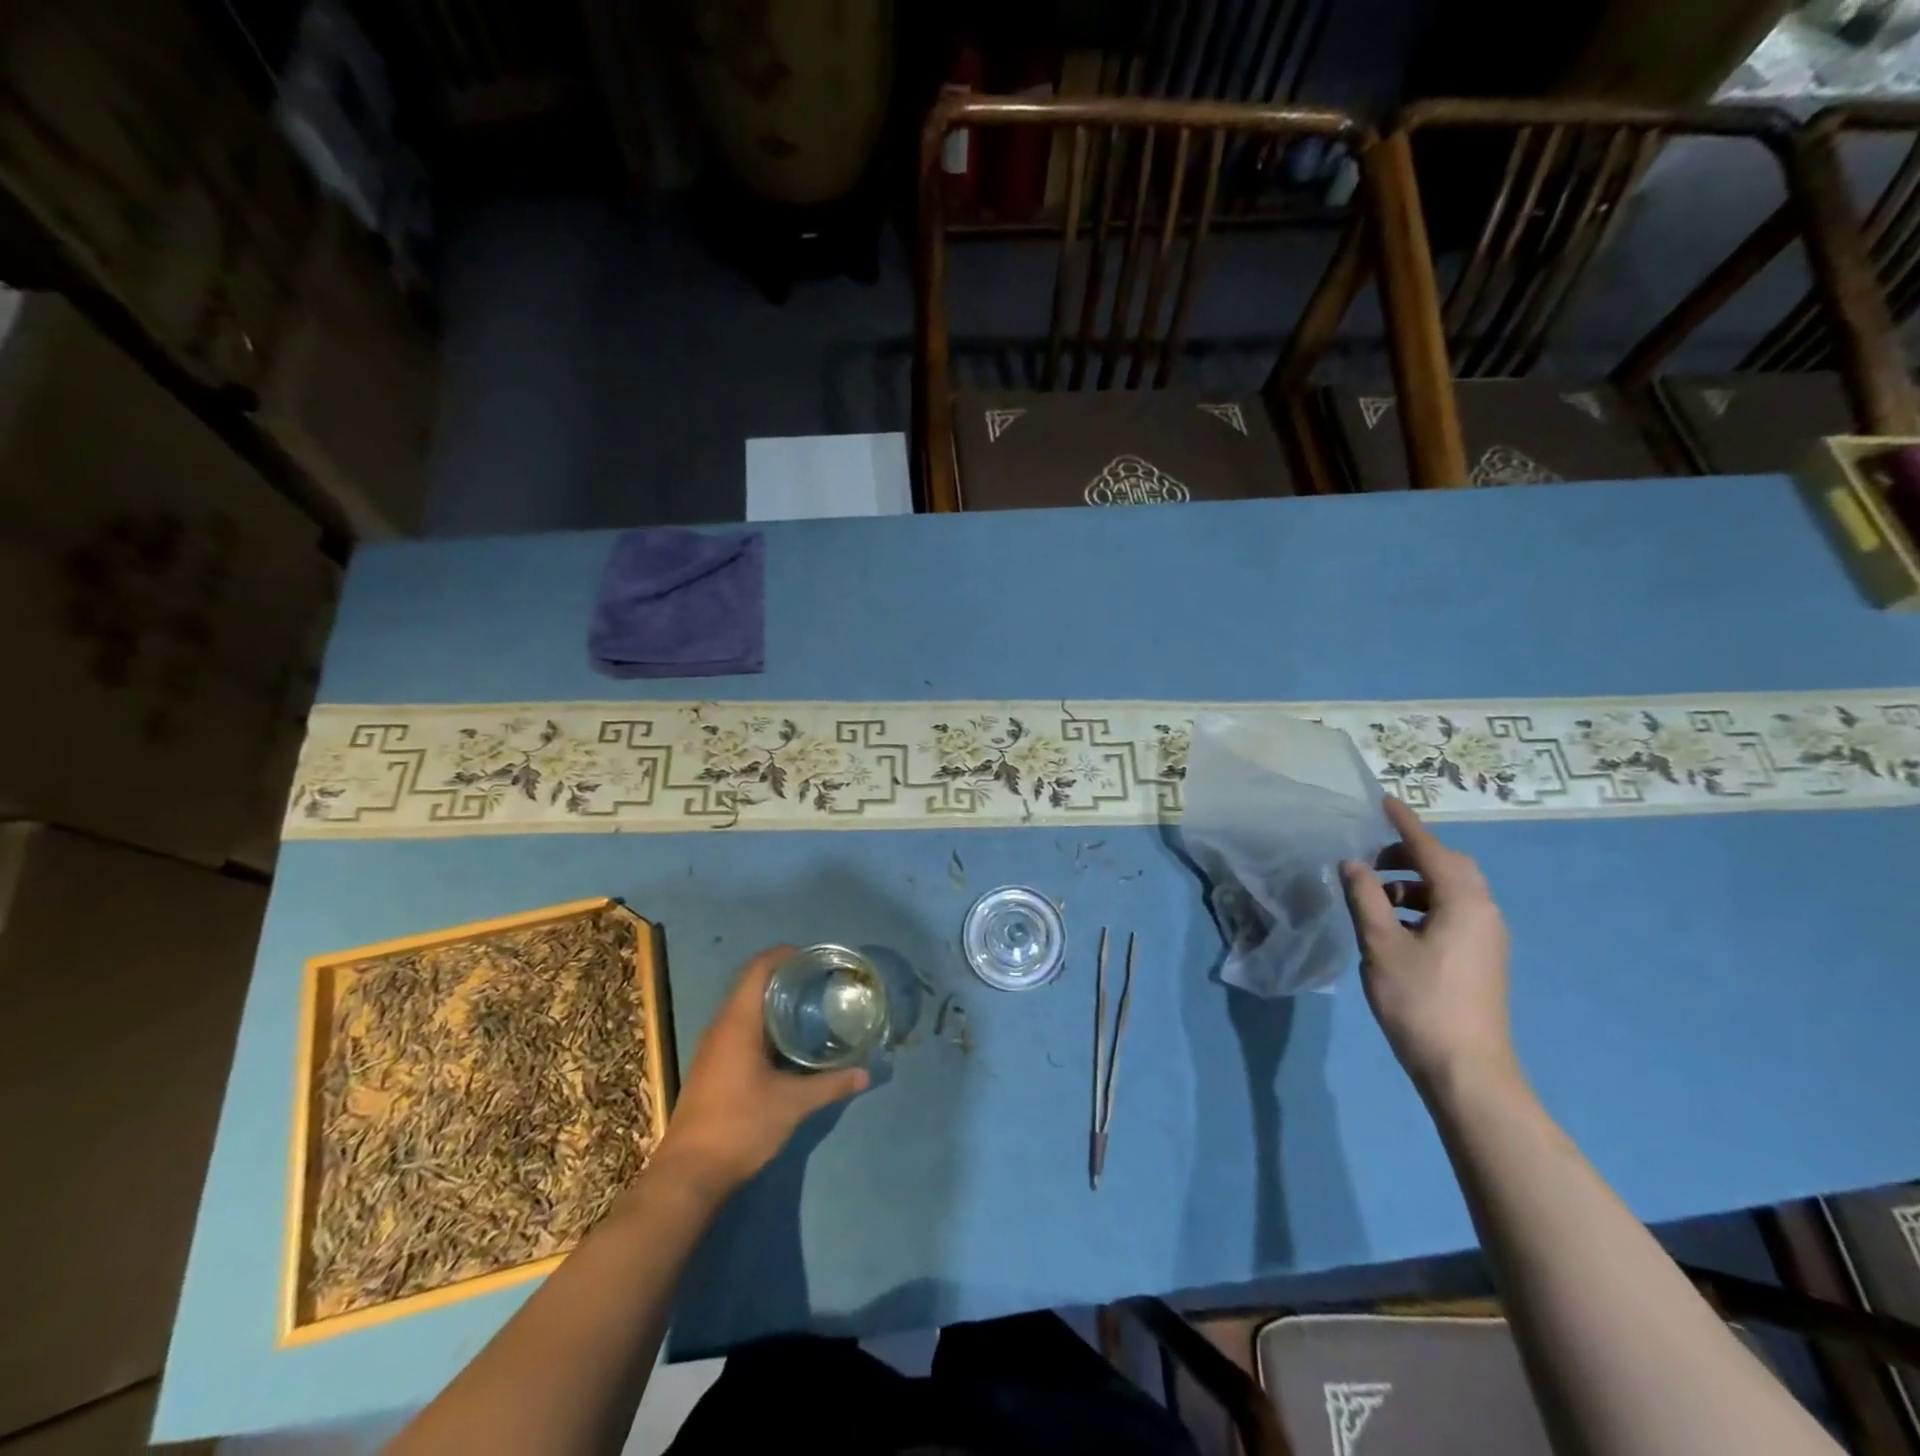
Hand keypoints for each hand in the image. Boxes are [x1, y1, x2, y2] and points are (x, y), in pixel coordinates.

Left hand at [652, 946, 868, 1197]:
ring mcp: (713, 1048)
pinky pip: (739, 1028)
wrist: (688, 1175)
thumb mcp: (792, 1105)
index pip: (757, 969)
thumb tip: (865, 1073)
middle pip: (751, 984)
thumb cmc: (740, 1126)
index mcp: (737, 1023)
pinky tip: (787, 1041)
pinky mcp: (712, 1067)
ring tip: (810, 1005)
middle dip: (784, 977)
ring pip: (744, 1008)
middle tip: (820, 981)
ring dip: (773, 1001)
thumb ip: (830, 1085)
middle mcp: (721, 1027)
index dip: (783, 955)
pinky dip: (763, 1022)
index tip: (814, 957)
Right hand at [1340, 797, 1516, 1096]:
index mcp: (1464, 902)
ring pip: (1450, 891)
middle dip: (1410, 854)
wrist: (1466, 1069)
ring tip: (1374, 895)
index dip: (1405, 824)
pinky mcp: (1481, 958)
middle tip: (1371, 858)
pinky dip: (1422, 905)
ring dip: (1413, 883)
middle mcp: (1484, 912)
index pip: (1431, 849)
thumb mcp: (1381, 944)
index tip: (1384, 801)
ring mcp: (1487, 937)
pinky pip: (1453, 912)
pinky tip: (1393, 925)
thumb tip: (1353, 864)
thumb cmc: (1420, 1001)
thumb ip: (1365, 898)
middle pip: (1449, 866)